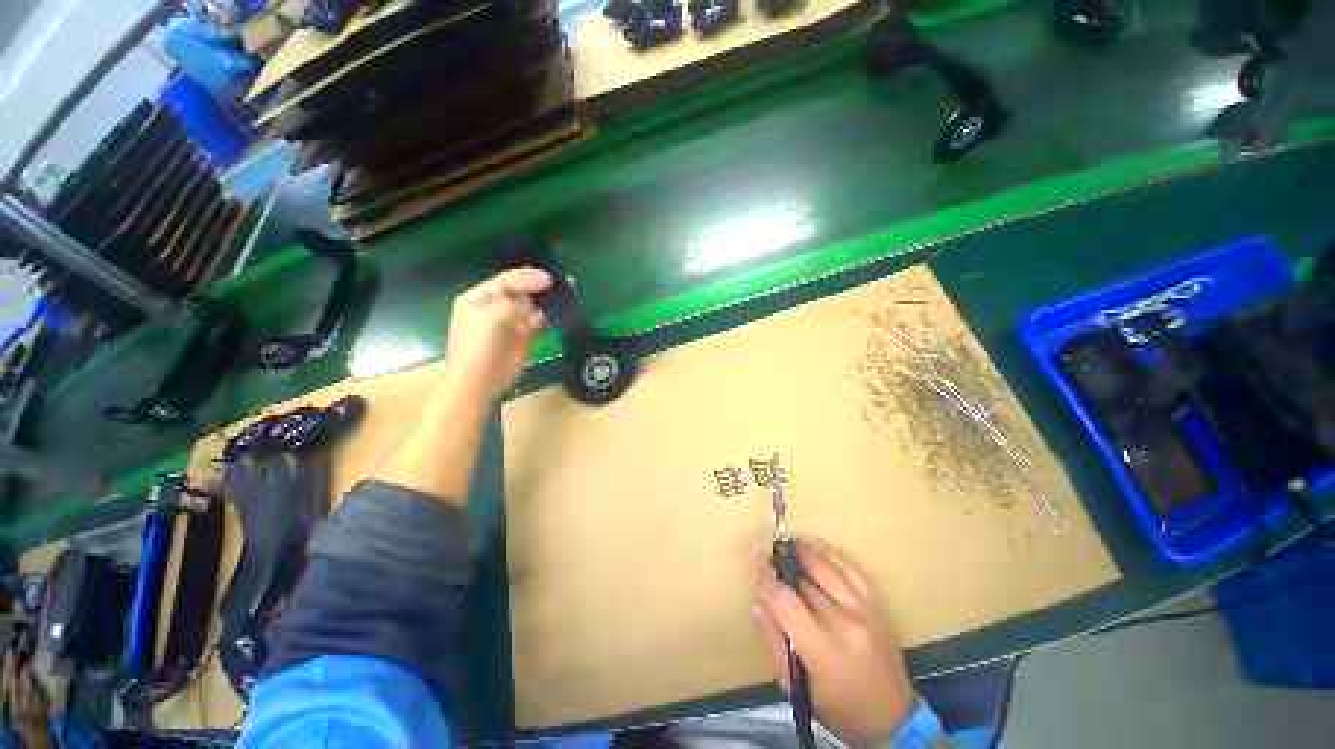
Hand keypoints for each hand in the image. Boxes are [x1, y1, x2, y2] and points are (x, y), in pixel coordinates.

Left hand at [443, 268, 551, 400]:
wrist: (480, 380)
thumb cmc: (479, 345)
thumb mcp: (493, 317)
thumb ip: (515, 305)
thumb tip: (532, 303)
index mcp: (480, 298)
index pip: (505, 281)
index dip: (526, 278)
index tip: (547, 279)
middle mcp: (496, 308)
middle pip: (519, 292)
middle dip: (536, 287)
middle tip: (557, 285)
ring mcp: (511, 323)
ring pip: (531, 307)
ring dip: (544, 301)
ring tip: (561, 296)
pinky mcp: (524, 337)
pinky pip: (538, 322)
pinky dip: (548, 317)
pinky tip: (558, 313)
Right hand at [753, 539, 916, 746]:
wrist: (893, 719)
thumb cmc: (839, 710)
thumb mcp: (795, 687)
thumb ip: (773, 640)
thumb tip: (759, 601)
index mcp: (824, 650)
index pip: (786, 601)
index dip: (766, 579)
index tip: (755, 565)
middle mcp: (846, 622)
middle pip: (804, 578)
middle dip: (780, 563)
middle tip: (766, 557)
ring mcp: (865, 608)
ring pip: (825, 564)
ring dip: (801, 550)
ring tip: (785, 546)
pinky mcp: (876, 603)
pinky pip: (849, 566)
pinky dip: (827, 552)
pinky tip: (813, 548)